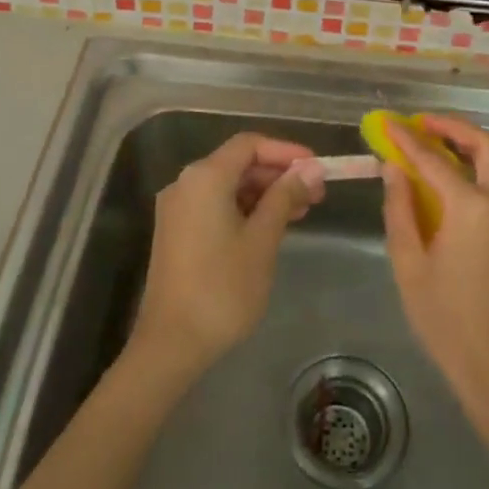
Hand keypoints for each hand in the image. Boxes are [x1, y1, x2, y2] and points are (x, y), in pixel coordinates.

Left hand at [129, 132, 323, 382]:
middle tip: (316, 193)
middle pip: (238, 164)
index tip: (316, 167)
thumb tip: (311, 169)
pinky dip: (245, 209)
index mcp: (205, 177)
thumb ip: (285, 198)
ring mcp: (178, 209)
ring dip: (264, 193)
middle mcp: (186, 184)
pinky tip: (271, 227)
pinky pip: (215, 206)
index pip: (249, 145)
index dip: (286, 151)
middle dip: (278, 174)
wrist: (171, 343)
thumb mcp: (262, 240)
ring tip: (301, 211)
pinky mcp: (177, 232)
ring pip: (228, 186)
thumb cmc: (222, 288)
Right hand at [381, 114, 488, 422]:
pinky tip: (467, 176)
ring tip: (447, 144)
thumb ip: (400, 209)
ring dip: (478, 143)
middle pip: (484, 145)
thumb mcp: (409, 263)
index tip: (389, 124)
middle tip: (423, 125)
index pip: (433, 159)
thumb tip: (394, 169)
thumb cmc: (445, 319)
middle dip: (453, 127)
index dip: (408, 140)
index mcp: (470, 207)